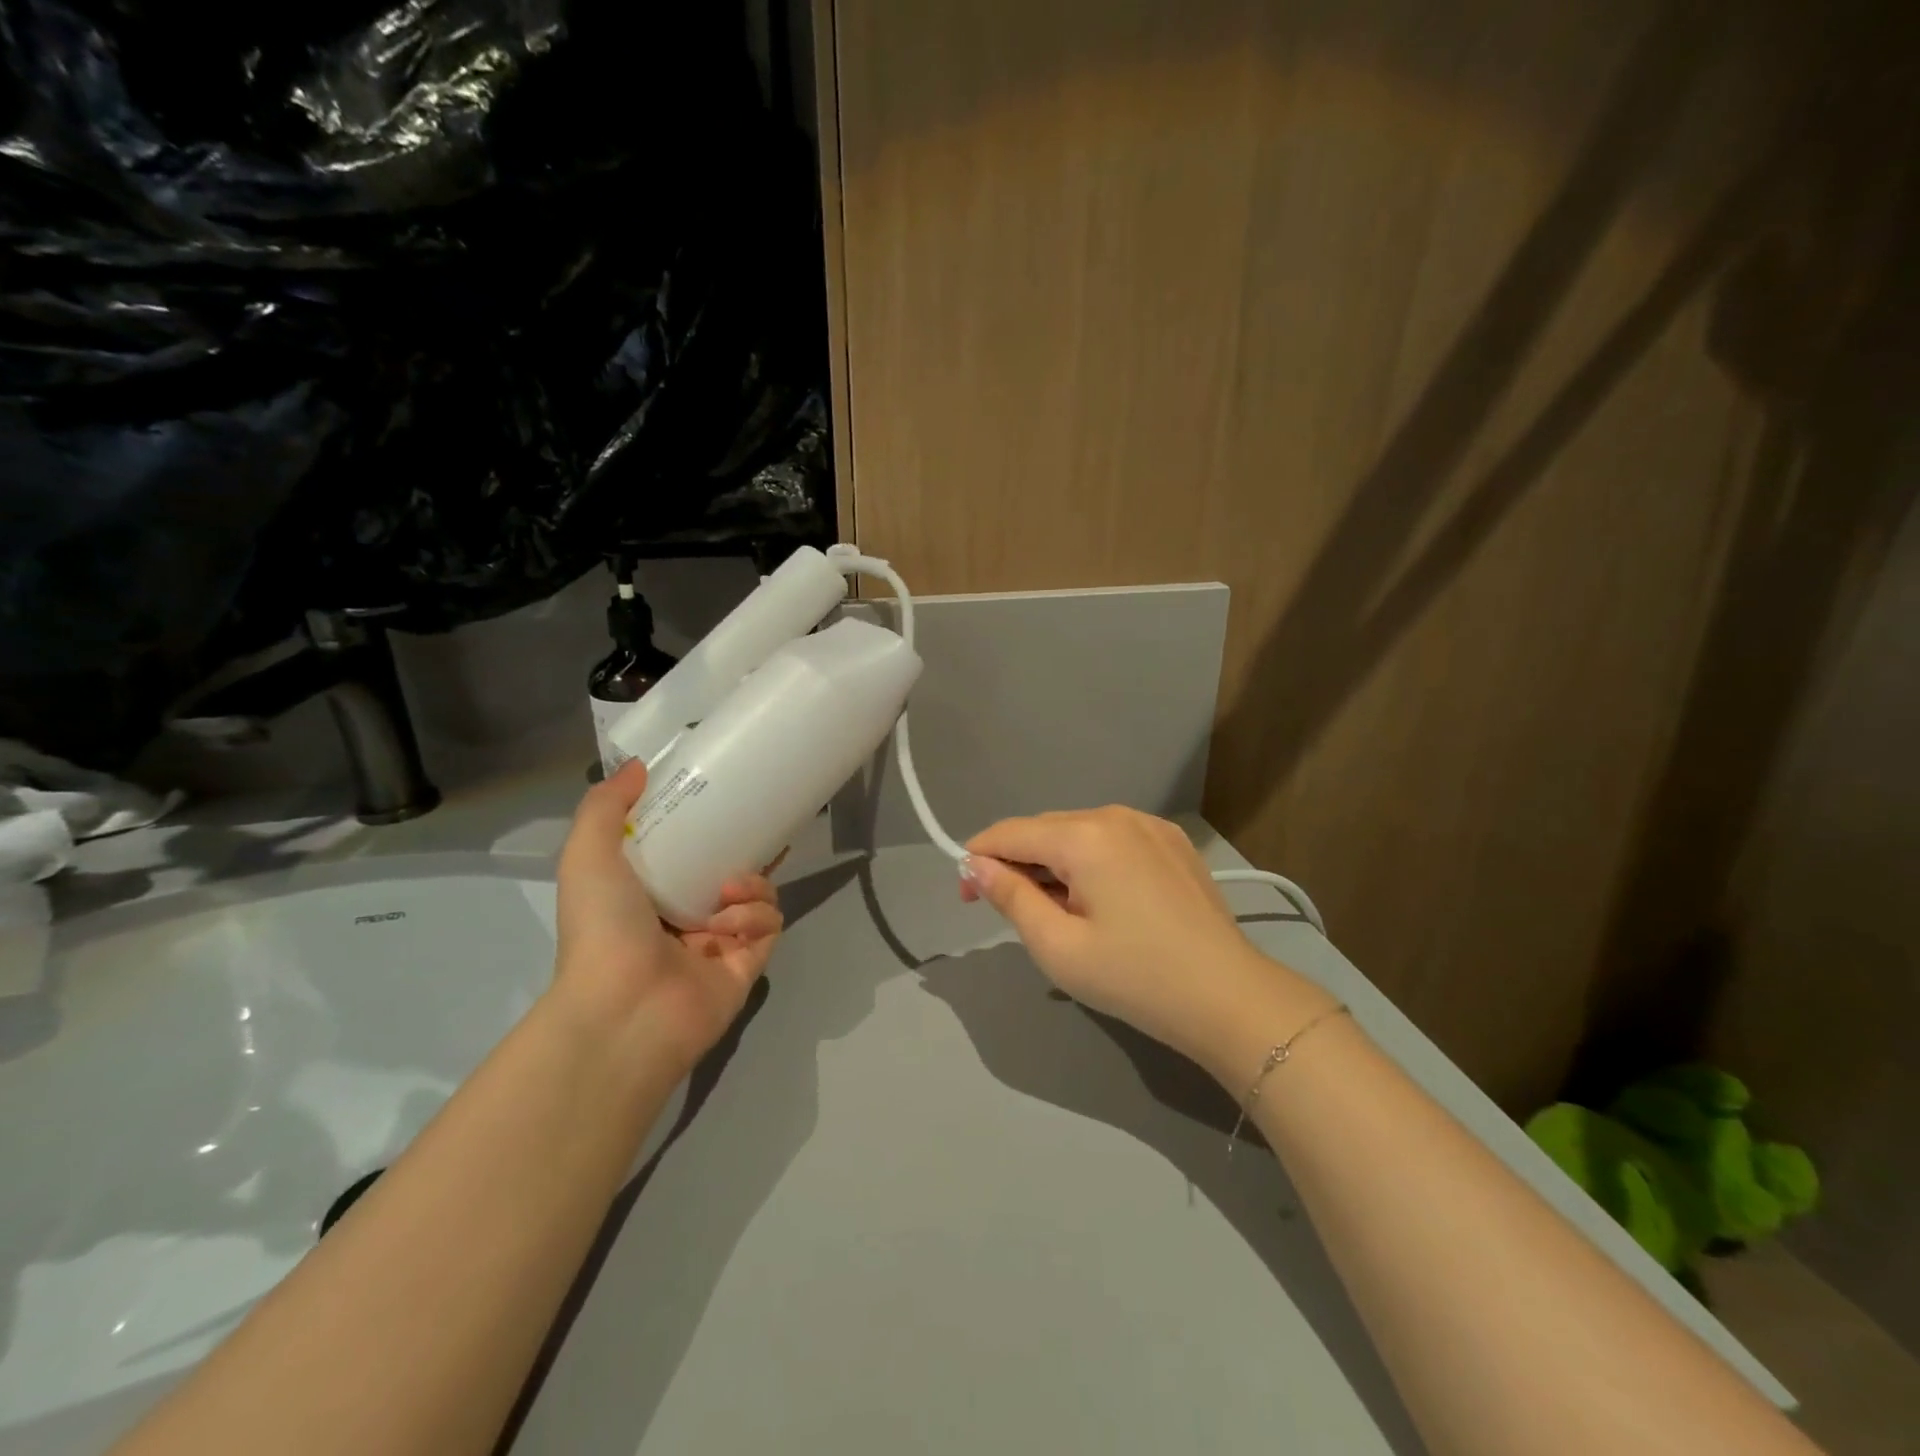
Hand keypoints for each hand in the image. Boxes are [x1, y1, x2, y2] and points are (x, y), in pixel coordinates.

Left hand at [554, 760, 782, 1078]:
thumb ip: (604, 807)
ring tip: (730, 889)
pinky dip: (755, 917)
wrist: (623, 1010)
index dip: (709, 824)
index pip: (688, 850)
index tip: (727, 797)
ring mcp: (719, 942)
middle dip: (749, 847)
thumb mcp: (587, 856)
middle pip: (731, 868)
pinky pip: (769, 924)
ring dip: (752, 884)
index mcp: (648, 892)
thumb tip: (637, 766)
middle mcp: (685, 915)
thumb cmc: (603, 929)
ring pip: (758, 893)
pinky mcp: (748, 963)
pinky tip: (730, 924)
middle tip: (762, 825)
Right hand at [960, 807, 1306, 1069]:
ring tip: (1057, 911)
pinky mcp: (1173, 842)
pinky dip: (1090, 861)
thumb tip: (975, 864)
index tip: (965, 896)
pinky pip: (1112, 840)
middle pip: (1045, 829)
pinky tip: (1099, 900)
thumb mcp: (1058, 946)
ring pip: (1079, 833)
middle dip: (1017, 862)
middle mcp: (1116, 815)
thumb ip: (1010, 896)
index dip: (978, 858)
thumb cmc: (1135, 977)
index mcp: (1085, 835)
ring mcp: (1150, 824)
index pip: (1010, 832)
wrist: (1229, 998)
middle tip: (1010, 912)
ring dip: (1054, 862)